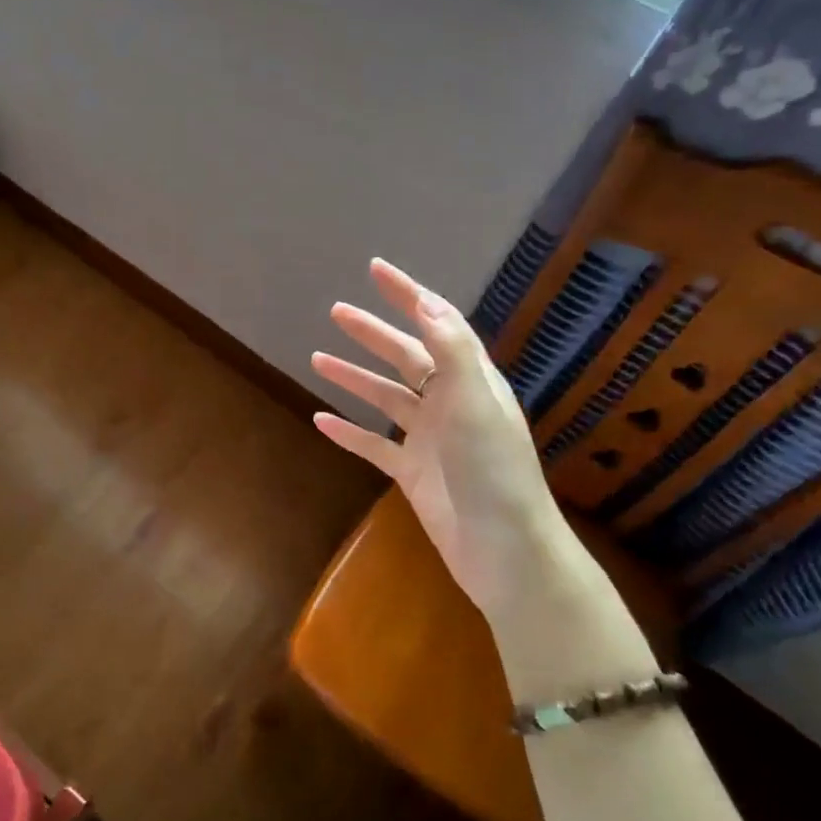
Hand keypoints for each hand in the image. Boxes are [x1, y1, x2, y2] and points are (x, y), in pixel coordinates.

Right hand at [310, 259, 563, 622]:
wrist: (504, 551)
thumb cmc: (494, 473)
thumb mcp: (475, 405)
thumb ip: (452, 352)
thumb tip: (427, 304)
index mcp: (470, 382)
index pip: (438, 324)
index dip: (409, 295)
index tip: (376, 270)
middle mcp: (450, 404)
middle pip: (406, 357)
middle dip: (372, 333)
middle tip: (337, 311)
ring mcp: (429, 440)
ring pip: (385, 399)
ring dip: (354, 378)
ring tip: (317, 359)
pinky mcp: (412, 474)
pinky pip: (373, 445)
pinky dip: (348, 432)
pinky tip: (321, 420)